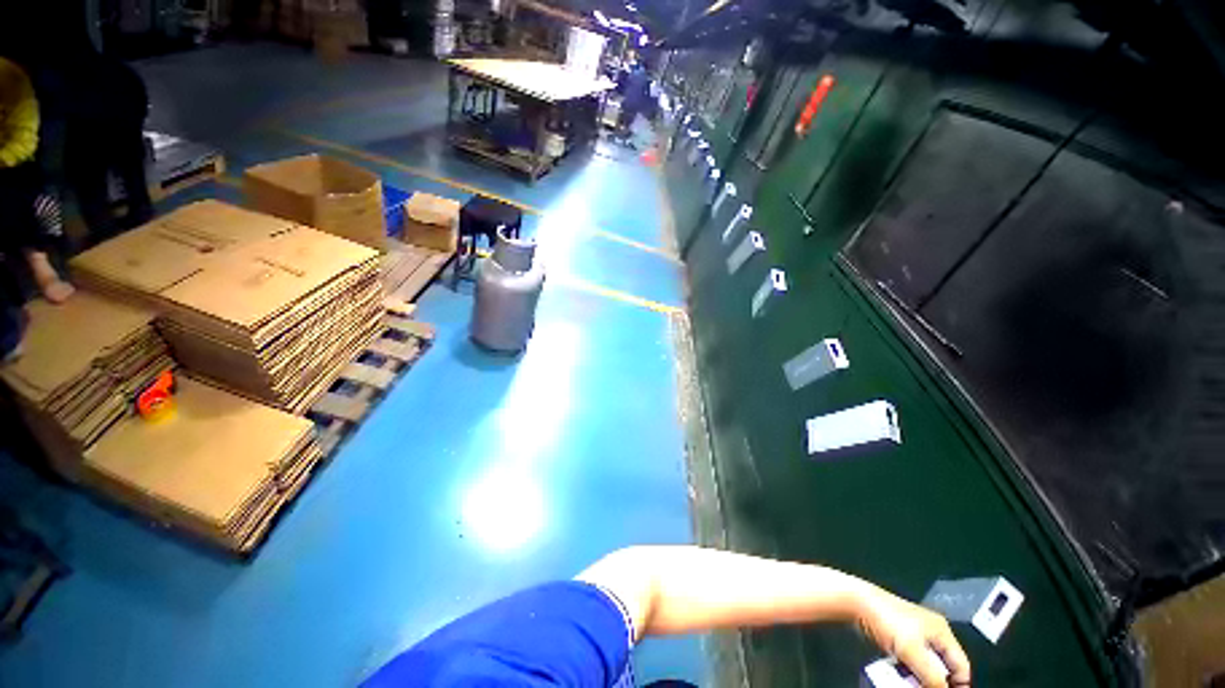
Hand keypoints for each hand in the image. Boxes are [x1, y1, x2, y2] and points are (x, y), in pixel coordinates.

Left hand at [854, 585, 970, 687]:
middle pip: (942, 667)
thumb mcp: (913, 651)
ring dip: (919, 678)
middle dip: (936, 682)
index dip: (959, 685)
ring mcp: (913, 634)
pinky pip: (909, 660)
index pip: (962, 665)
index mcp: (942, 631)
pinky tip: (899, 675)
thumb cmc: (887, 620)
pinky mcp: (897, 637)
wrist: (856, 602)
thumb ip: (932, 676)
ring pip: (924, 665)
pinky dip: (907, 670)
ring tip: (912, 684)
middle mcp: (931, 632)